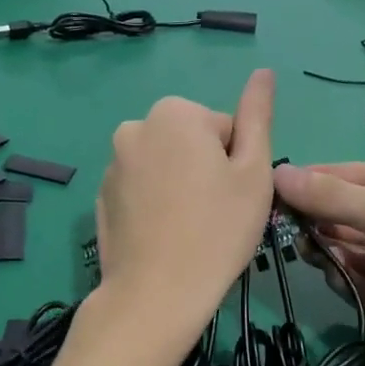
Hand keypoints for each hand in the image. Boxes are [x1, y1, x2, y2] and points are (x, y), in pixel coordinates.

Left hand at [96, 71, 274, 327]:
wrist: (155, 294)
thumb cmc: (217, 230)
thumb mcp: (253, 171)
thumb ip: (257, 116)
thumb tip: (263, 72)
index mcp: (175, 113)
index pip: (225, 128)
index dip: (238, 163)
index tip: (234, 197)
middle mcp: (135, 126)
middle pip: (191, 143)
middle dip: (206, 170)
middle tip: (216, 214)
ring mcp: (112, 163)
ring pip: (165, 166)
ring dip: (180, 186)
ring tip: (189, 229)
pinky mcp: (101, 196)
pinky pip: (140, 189)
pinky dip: (154, 205)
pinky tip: (163, 237)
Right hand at [271, 161, 364, 365]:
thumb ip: (336, 197)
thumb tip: (279, 174)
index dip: (325, 178)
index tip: (282, 182)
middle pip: (363, 218)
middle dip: (327, 218)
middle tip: (286, 222)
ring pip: (364, 255)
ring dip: (335, 251)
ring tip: (304, 250)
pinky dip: (351, 283)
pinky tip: (331, 277)